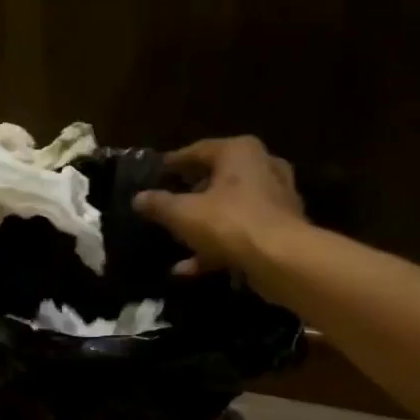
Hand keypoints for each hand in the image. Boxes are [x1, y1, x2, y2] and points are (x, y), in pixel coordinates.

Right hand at [132, 136, 305, 276]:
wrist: (281, 259)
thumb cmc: (229, 223)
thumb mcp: (183, 214)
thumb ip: (159, 204)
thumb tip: (138, 198)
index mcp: (239, 151)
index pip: (198, 151)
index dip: (173, 163)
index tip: (156, 173)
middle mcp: (262, 166)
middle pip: (217, 178)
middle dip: (191, 193)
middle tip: (168, 203)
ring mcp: (275, 198)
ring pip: (229, 208)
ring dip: (202, 225)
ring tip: (176, 240)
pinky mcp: (280, 228)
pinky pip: (240, 232)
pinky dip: (216, 246)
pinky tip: (189, 268)